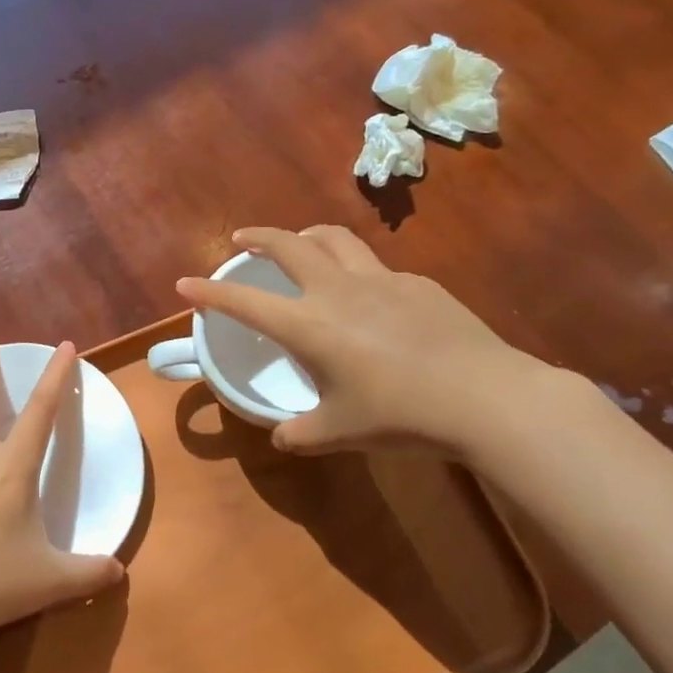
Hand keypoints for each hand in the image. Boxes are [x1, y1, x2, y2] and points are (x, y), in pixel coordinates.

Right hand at [177, 226, 554, 456]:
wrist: (487, 398)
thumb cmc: (402, 416)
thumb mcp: (342, 433)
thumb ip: (303, 433)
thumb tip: (282, 436)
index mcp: (310, 325)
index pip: (245, 302)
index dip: (210, 292)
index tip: (185, 283)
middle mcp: (338, 290)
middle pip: (289, 244)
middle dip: (258, 236)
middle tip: (242, 238)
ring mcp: (381, 280)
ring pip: (334, 238)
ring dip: (306, 235)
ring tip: (300, 243)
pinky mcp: (418, 283)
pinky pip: (376, 267)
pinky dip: (357, 270)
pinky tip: (370, 298)